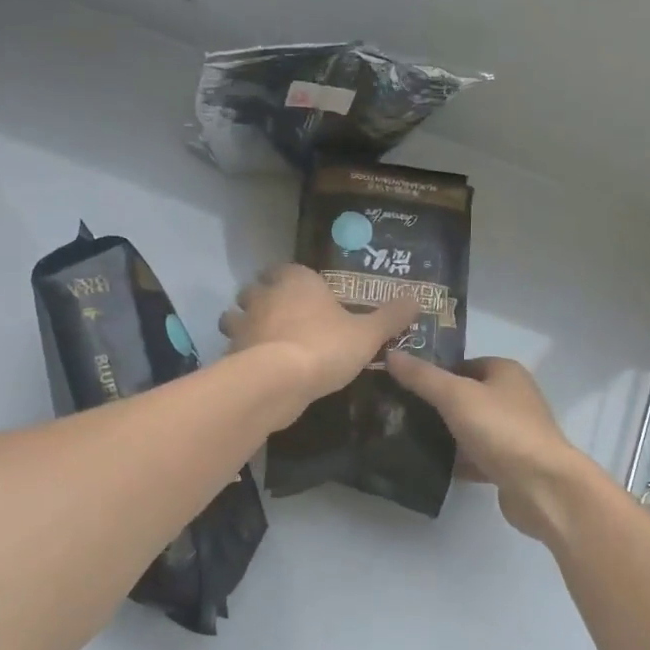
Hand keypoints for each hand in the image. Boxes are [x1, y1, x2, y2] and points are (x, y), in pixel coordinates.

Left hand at [219, 264, 421, 411]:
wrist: (278, 380)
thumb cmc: (325, 347)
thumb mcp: (368, 334)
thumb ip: (391, 316)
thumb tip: (418, 297)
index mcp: (297, 281)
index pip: (288, 268)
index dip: (295, 279)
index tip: (306, 293)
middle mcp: (265, 295)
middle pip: (257, 288)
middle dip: (264, 298)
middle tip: (282, 315)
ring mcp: (244, 322)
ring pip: (236, 315)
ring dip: (244, 323)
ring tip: (262, 339)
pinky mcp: (231, 351)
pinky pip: (233, 346)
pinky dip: (240, 352)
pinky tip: (256, 366)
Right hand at [384, 354, 598, 540]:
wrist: (542, 487)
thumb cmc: (501, 430)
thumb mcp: (455, 396)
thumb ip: (422, 377)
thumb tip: (391, 354)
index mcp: (505, 372)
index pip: (461, 364)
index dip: (433, 372)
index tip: (400, 384)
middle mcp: (513, 397)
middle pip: (465, 396)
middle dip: (435, 404)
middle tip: (398, 412)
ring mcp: (513, 432)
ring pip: (470, 427)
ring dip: (445, 433)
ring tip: (406, 437)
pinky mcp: (510, 464)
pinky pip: (477, 456)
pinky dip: (458, 460)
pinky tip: (431, 466)